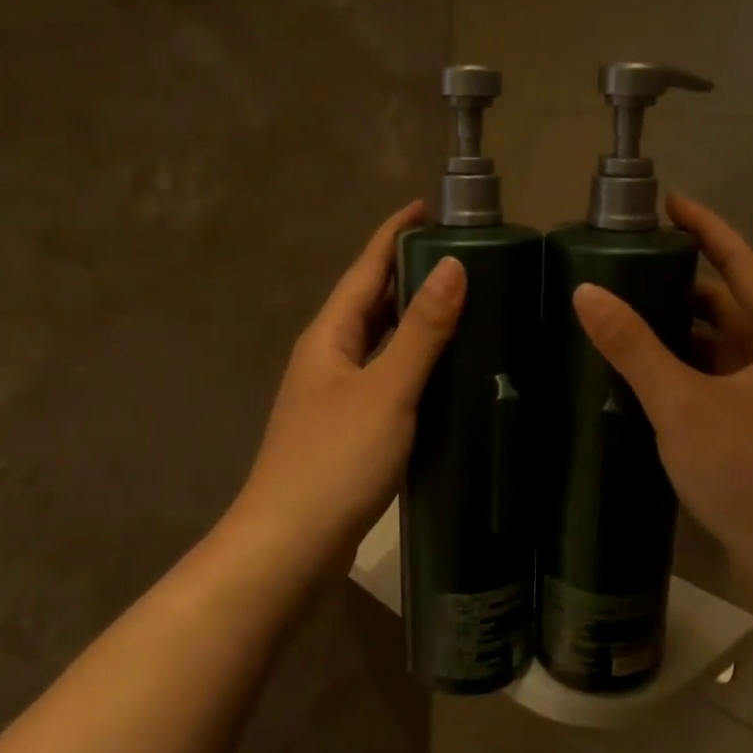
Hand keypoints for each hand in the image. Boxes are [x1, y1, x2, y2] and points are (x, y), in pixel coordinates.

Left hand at [230, 202, 465, 564]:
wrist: (290, 547)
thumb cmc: (334, 461)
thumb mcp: (386, 390)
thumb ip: (421, 330)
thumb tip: (454, 265)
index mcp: (330, 336)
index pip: (365, 268)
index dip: (395, 234)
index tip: (429, 206)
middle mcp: (328, 357)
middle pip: (370, 301)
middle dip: (409, 272)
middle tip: (463, 254)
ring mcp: (336, 395)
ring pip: (379, 341)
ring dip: (413, 318)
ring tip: (463, 303)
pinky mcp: (348, 428)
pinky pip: (386, 377)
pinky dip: (413, 362)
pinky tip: (443, 372)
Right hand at [571, 194, 752, 579]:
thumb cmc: (752, 471)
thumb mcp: (684, 404)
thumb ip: (635, 347)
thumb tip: (586, 291)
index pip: (742, 262)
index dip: (706, 228)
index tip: (668, 203)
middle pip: (731, 302)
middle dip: (684, 281)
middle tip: (628, 266)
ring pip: (724, 343)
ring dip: (681, 328)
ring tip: (626, 312)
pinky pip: (719, 376)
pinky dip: (687, 365)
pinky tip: (647, 369)